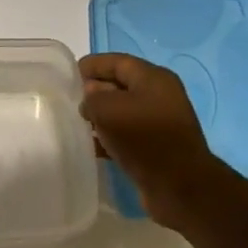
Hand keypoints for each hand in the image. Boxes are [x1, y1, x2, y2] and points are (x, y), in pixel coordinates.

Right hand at [80, 53, 220, 231]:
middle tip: (69, 100)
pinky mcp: (156, 146)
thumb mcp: (109, 109)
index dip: (93, 65)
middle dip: (94, 90)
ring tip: (76, 123)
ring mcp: (159, 122)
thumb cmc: (144, 137)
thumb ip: (92, 97)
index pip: (118, 62)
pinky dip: (109, 137)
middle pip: (120, 85)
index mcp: (153, 78)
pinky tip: (91, 146)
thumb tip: (90, 96)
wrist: (178, 185)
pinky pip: (127, 134)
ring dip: (100, 116)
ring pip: (122, 112)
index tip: (68, 74)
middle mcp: (159, 96)